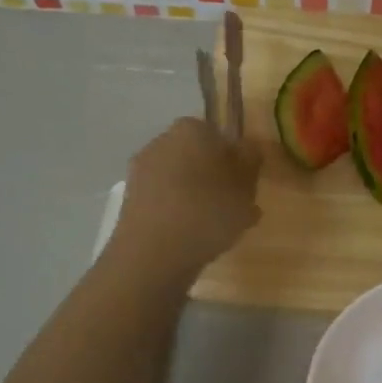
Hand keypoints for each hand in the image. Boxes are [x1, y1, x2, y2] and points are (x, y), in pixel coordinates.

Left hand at [111, 117, 260, 279]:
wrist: (153, 253)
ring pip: (181, 180)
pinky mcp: (131, 200)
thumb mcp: (245, 185)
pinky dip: (180, 213)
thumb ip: (251, 161)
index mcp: (191, 129)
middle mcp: (162, 142)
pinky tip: (195, 237)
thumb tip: (247, 148)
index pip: (219, 135)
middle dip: (215, 178)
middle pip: (198, 157)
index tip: (246, 183)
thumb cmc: (207, 211)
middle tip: (236, 206)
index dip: (235, 159)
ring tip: (219, 228)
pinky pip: (166, 201)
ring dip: (198, 198)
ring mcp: (142, 171)